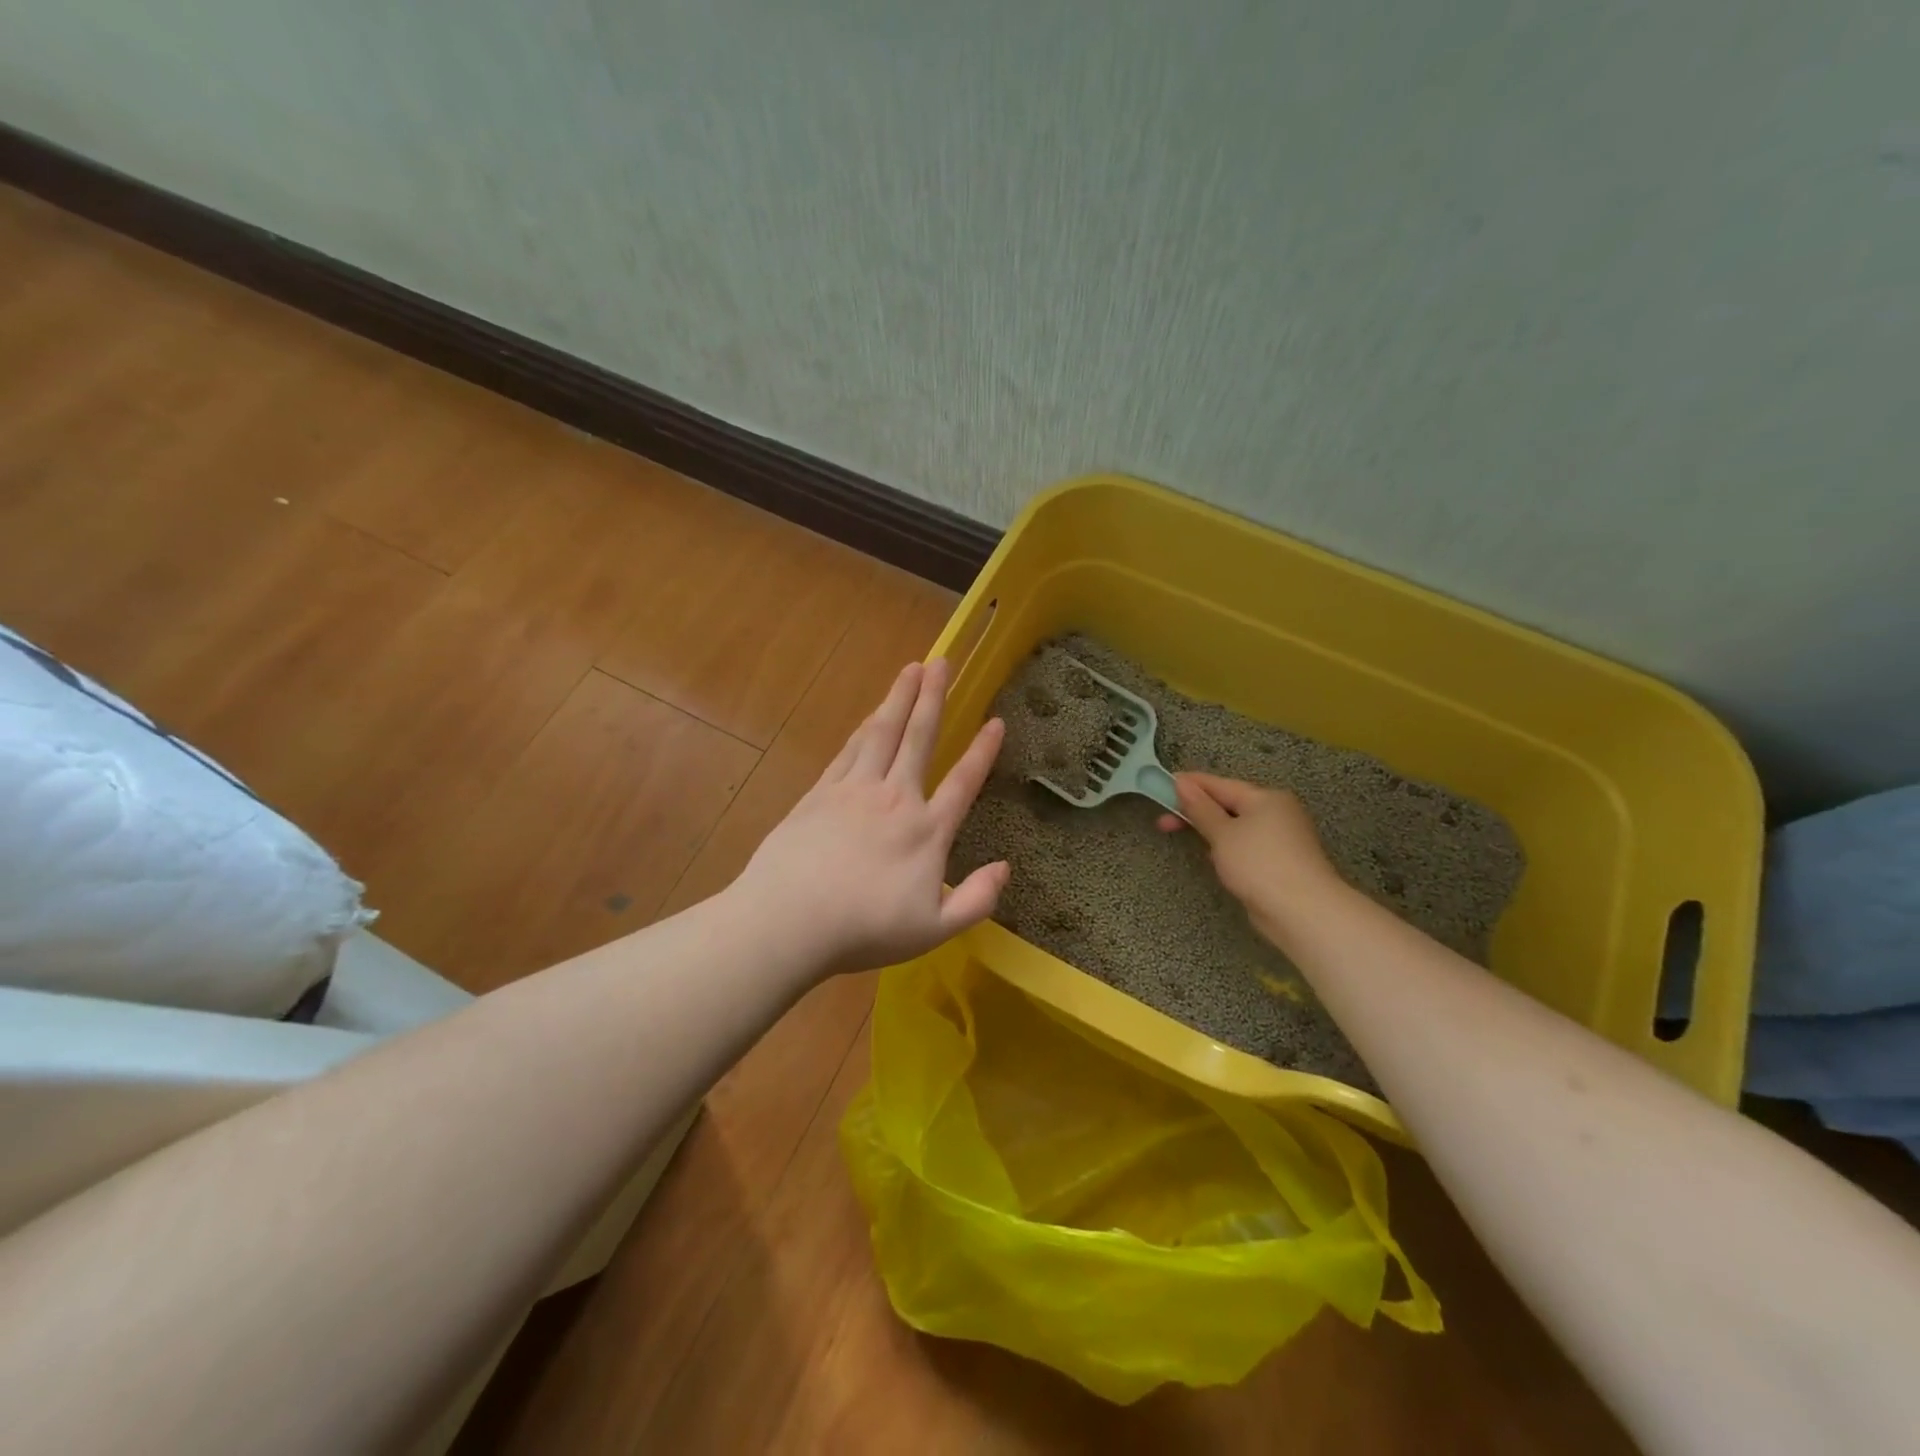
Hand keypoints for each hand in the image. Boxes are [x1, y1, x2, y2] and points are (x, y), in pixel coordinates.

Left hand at [734, 658, 1008, 977]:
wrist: (789, 920)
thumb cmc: (863, 929)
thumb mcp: (933, 930)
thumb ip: (975, 900)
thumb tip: (1006, 868)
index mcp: (926, 831)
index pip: (963, 782)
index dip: (983, 751)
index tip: (997, 721)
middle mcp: (894, 798)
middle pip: (919, 738)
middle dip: (934, 698)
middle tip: (943, 661)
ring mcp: (854, 791)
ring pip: (882, 733)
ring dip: (899, 698)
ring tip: (911, 669)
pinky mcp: (820, 793)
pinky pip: (849, 751)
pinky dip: (863, 728)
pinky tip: (870, 715)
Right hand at [1157, 773, 1341, 941]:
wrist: (1302, 912)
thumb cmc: (1258, 864)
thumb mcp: (1222, 833)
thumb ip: (1200, 808)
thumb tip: (1182, 783)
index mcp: (1266, 798)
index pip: (1220, 784)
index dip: (1190, 785)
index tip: (1162, 785)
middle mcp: (1276, 813)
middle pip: (1228, 804)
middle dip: (1196, 811)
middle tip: (1163, 821)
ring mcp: (1280, 838)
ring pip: (1236, 826)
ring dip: (1211, 830)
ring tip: (1184, 837)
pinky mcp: (1279, 862)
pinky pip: (1245, 846)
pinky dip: (1226, 848)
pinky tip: (1213, 858)